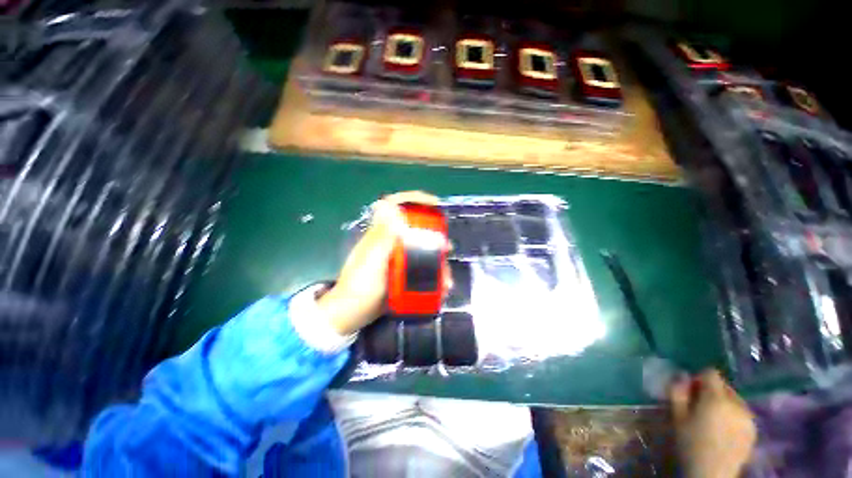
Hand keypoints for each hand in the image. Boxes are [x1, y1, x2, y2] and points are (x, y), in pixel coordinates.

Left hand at [317, 191, 441, 335]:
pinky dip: (432, 278)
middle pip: (415, 229)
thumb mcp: (371, 260)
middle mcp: (391, 242)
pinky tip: (439, 288)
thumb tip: (390, 206)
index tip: (434, 204)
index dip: (414, 199)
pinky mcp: (401, 274)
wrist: (352, 315)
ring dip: (436, 262)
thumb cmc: (359, 286)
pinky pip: (421, 270)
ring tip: (446, 278)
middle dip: (433, 236)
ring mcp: (397, 259)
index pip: (395, 206)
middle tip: (447, 247)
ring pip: (422, 252)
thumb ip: (382, 236)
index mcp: (381, 234)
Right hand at [670, 370, 756, 477]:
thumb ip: (677, 392)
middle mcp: (737, 403)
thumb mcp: (677, 416)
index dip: (699, 378)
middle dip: (711, 391)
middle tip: (699, 407)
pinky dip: (732, 415)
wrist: (712, 475)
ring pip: (734, 399)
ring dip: (722, 403)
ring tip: (711, 420)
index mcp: (717, 398)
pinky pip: (741, 412)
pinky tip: (723, 430)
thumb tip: (681, 374)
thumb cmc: (690, 444)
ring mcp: (749, 417)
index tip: (690, 391)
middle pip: (724, 386)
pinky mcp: (754, 429)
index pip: (711, 373)